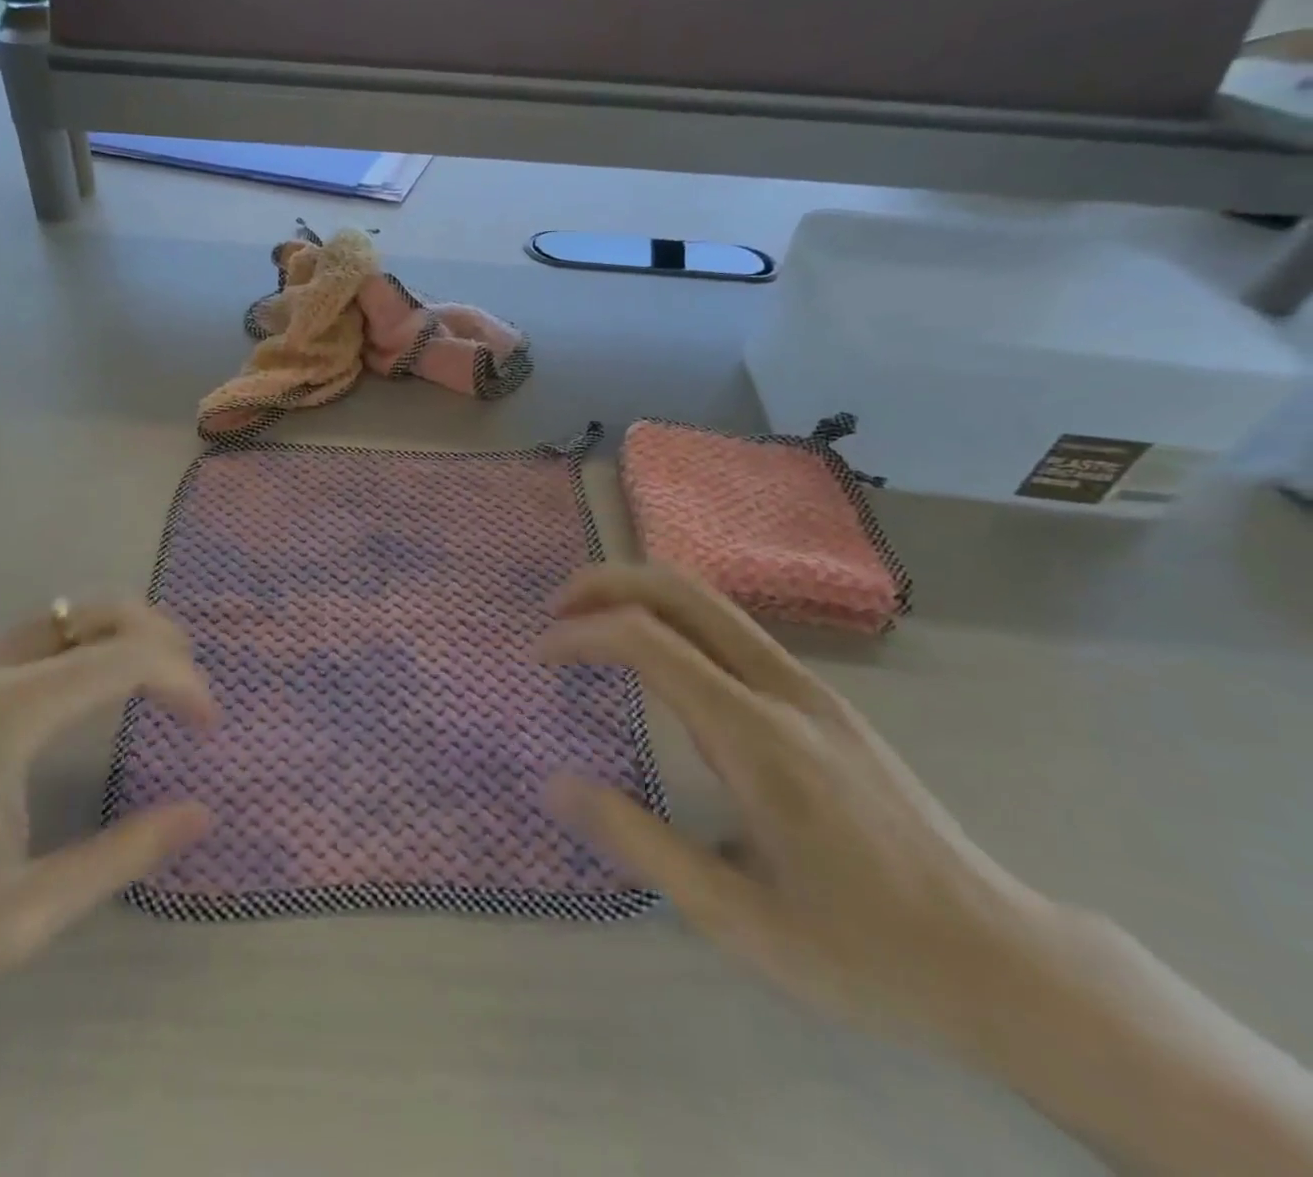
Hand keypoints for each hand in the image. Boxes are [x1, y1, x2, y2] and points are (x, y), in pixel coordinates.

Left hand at [0, 601, 217, 1020]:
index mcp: (5, 713)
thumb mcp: (19, 915)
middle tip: (190, 696)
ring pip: (71, 611)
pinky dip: (87, 645)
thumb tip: (199, 814)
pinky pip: (39, 631)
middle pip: (104, 610)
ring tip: (156, 688)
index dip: (184, 682)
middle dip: (164, 641)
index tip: (208, 726)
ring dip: (126, 637)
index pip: (127, 659)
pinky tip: (90, 694)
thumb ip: (120, 856)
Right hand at [538, 563, 1060, 1050]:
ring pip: (712, 603)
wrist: (1003, 961)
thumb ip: (639, 843)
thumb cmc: (864, 951)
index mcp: (758, 736)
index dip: (582, 633)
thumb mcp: (736, 918)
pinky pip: (734, 632)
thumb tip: (556, 784)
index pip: (650, 641)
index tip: (540, 653)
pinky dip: (675, 620)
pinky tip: (657, 660)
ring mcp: (811, 689)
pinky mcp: (824, 701)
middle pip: (685, 591)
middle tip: (556, 607)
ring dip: (641, 595)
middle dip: (609, 582)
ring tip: (591, 623)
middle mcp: (784, 690)